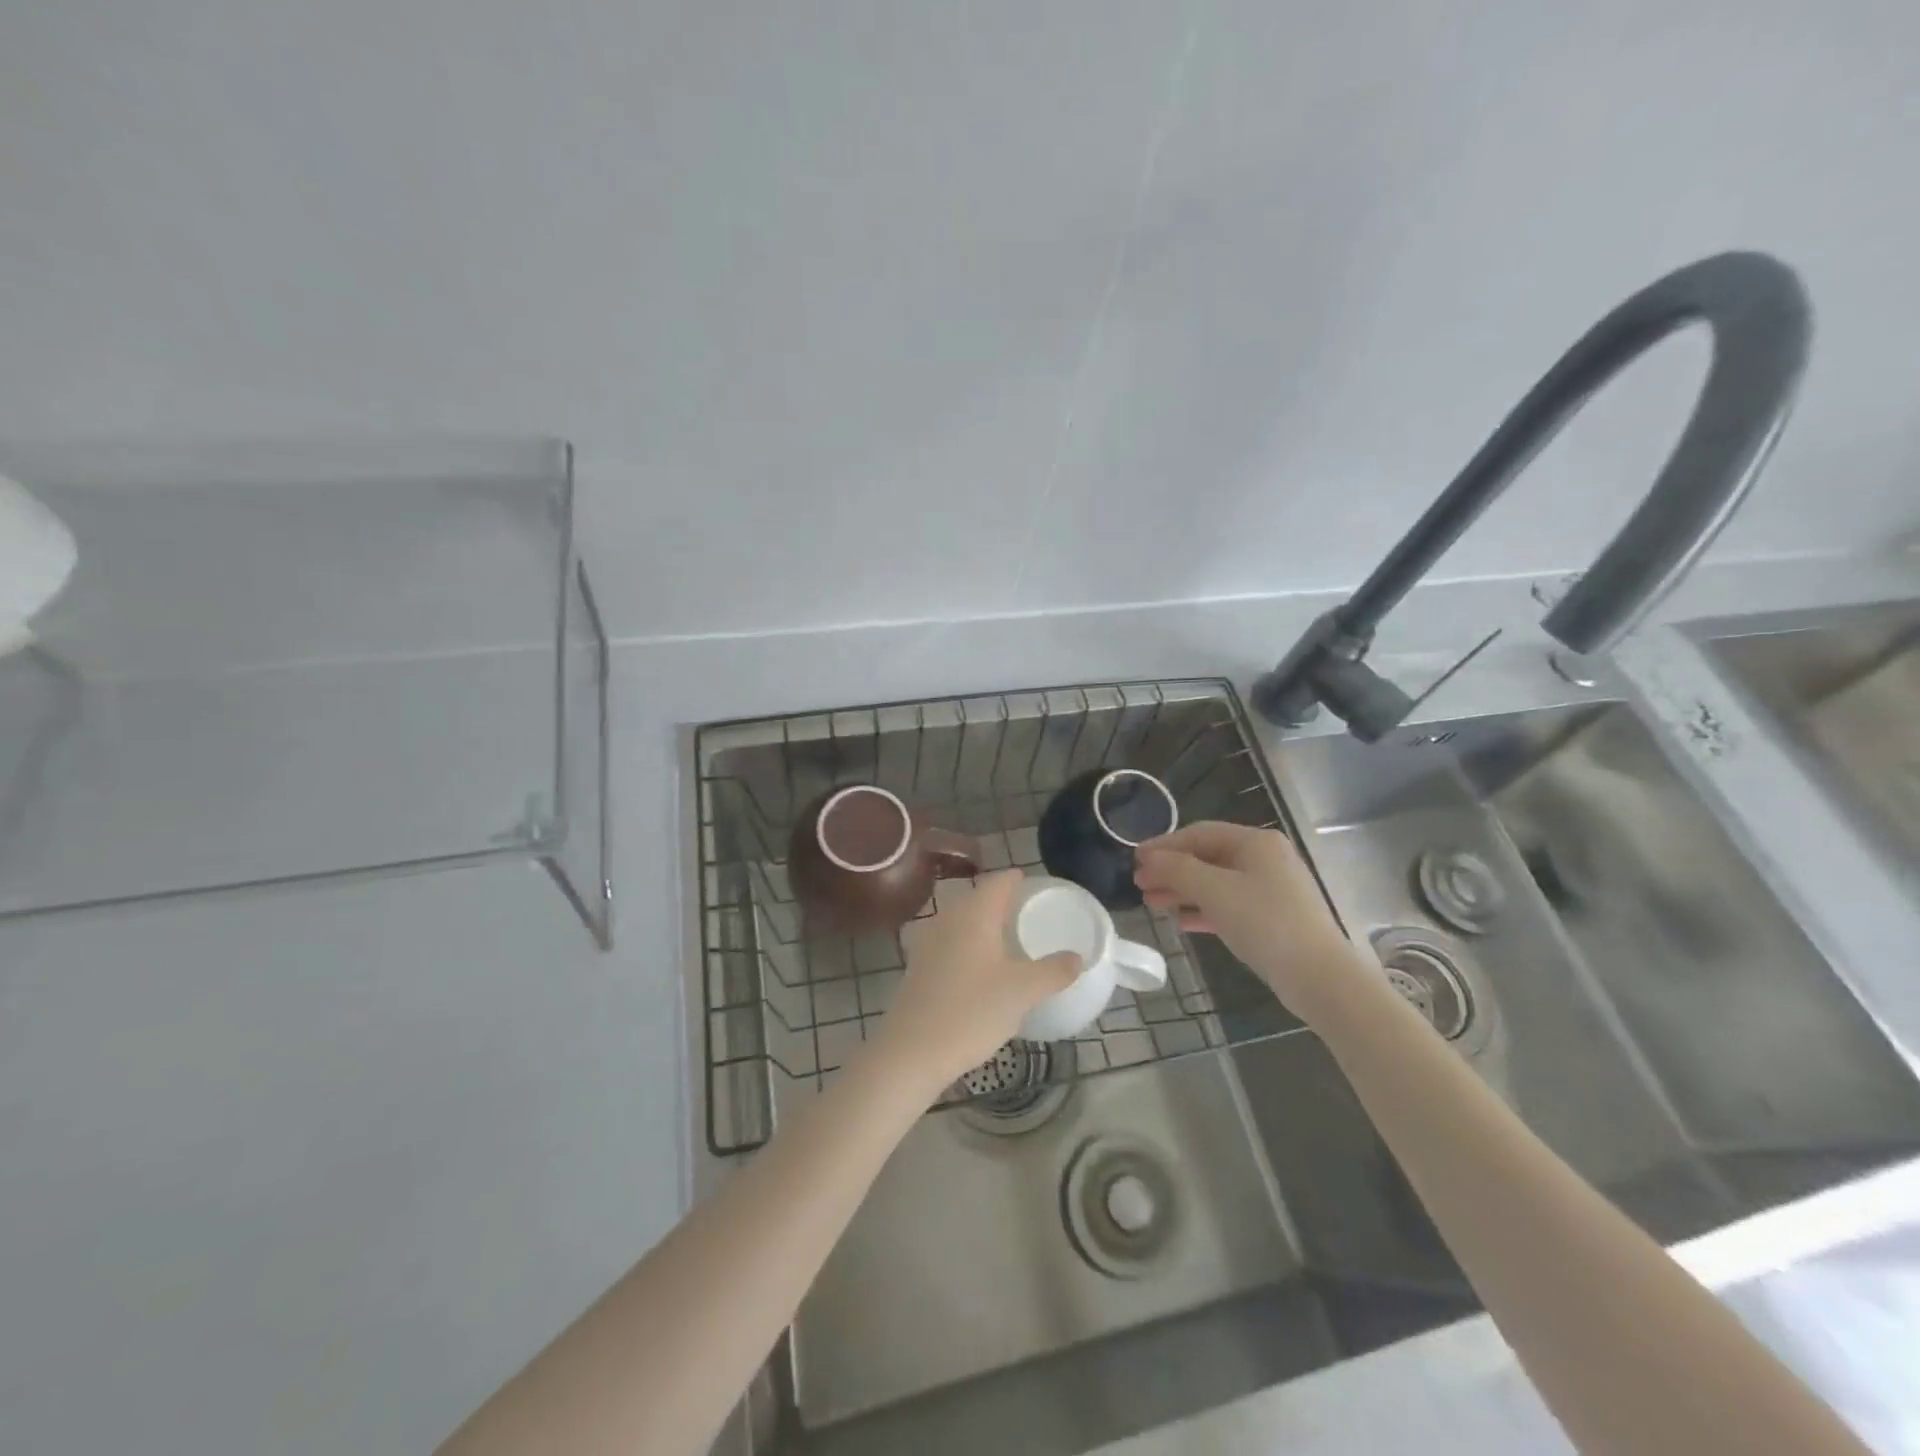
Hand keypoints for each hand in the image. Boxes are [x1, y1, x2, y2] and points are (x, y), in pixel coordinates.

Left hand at [880, 870, 1080, 1091]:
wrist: (912, 1050)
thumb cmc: (971, 1011)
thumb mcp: (1022, 992)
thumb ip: (1053, 971)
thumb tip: (1077, 958)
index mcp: (973, 915)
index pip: (996, 883)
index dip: (1013, 879)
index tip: (1029, 880)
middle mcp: (947, 920)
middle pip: (976, 899)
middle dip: (998, 901)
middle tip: (1023, 910)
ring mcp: (928, 943)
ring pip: (959, 921)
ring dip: (981, 923)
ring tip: (1004, 937)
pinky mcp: (918, 968)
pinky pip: (948, 943)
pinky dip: (966, 945)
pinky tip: (978, 966)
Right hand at [1134, 822, 1361, 1020]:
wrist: (1320, 977)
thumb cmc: (1265, 923)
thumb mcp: (1215, 891)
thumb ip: (1177, 870)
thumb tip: (1148, 858)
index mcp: (1256, 842)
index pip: (1200, 833)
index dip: (1164, 845)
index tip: (1135, 859)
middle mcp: (1266, 859)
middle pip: (1207, 857)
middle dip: (1171, 870)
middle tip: (1139, 885)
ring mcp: (1272, 889)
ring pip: (1216, 883)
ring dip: (1183, 891)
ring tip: (1153, 905)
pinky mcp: (1273, 918)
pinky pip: (1229, 905)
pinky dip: (1203, 910)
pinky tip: (1181, 922)